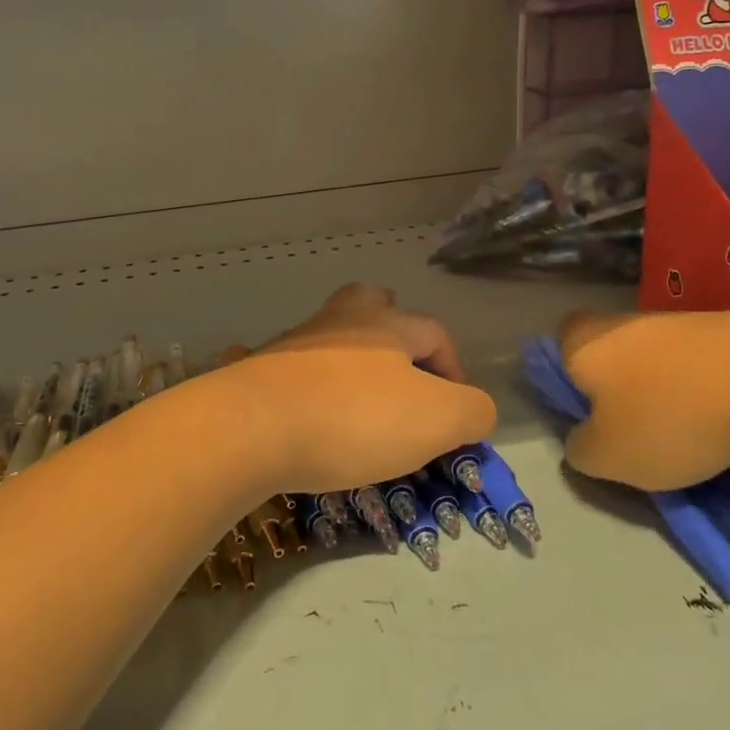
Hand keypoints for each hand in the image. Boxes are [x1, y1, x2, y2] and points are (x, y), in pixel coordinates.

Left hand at [216, 284, 495, 496]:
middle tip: (400, 361)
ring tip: (358, 393)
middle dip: (391, 325)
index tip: (455, 413)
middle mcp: (340, 322)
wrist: (253, 427)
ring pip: (328, 332)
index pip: (434, 332)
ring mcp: (294, 343)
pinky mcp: (259, 370)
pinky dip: (301, 380)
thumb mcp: (437, 420)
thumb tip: (476, 410)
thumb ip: (472, 412)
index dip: (454, 368)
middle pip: (370, 302)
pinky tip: (303, 407)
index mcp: (388, 326)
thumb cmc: (356, 418)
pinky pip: (286, 365)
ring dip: (347, 354)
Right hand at [557, 309, 729, 491]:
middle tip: (635, 431)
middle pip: (607, 353)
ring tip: (689, 434)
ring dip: (664, 391)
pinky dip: (703, 387)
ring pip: (654, 359)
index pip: (554, 348)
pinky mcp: (722, 326)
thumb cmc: (669, 418)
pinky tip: (725, 418)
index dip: (565, 381)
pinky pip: (696, 361)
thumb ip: (580, 450)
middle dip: (618, 390)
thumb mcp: (608, 457)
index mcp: (582, 344)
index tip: (586, 416)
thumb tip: (584, 439)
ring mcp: (674, 320)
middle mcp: (620, 322)